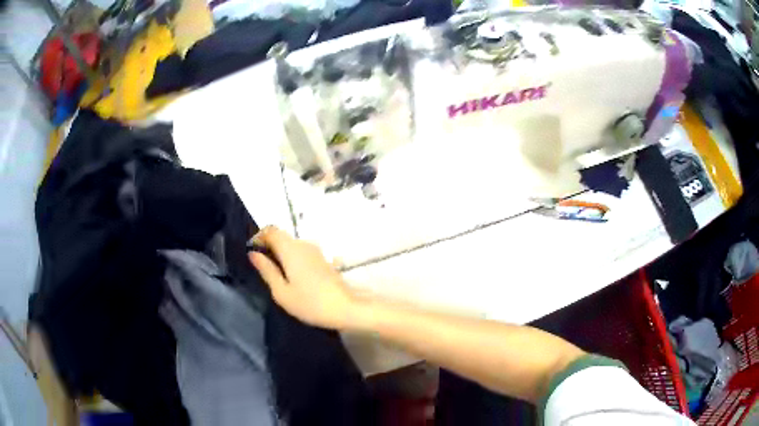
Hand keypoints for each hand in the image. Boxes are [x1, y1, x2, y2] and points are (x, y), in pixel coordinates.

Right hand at [248, 226, 358, 329]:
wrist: (345, 308)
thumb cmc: (309, 303)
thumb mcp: (281, 291)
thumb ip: (266, 270)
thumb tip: (253, 254)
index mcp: (290, 249)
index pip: (271, 230)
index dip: (259, 237)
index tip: (252, 252)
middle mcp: (303, 244)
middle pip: (281, 236)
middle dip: (269, 246)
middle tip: (262, 266)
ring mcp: (316, 251)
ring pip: (292, 245)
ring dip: (281, 253)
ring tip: (276, 274)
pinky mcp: (323, 260)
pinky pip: (302, 253)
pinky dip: (292, 259)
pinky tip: (292, 277)